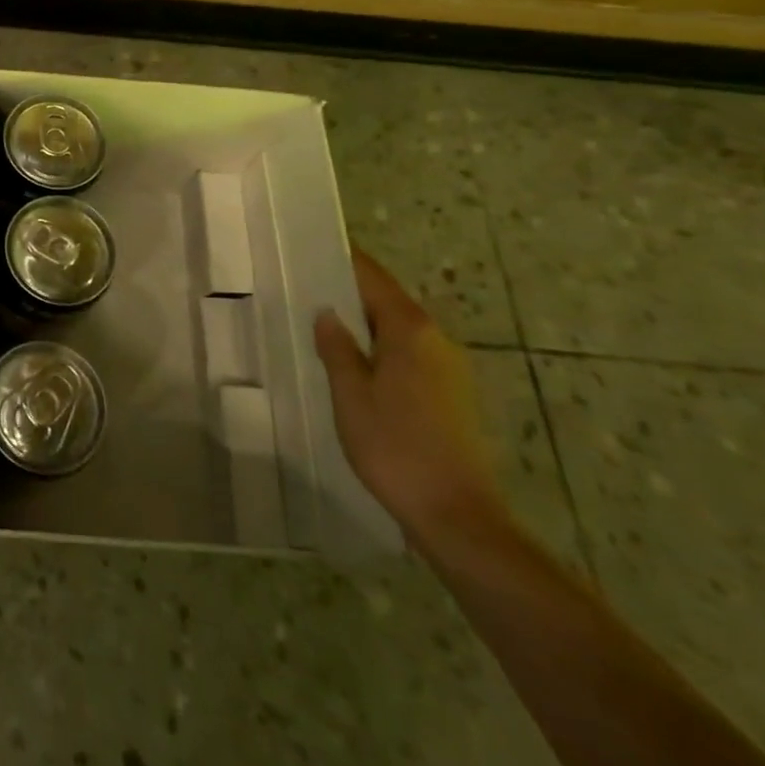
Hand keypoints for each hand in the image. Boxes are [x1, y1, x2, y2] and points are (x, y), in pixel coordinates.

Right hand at [315, 247, 507, 548]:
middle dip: (350, 293)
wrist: (458, 518)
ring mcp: (449, 370)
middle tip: (305, 289)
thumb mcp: (351, 394)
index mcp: (410, 330)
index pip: (372, 277)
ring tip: (322, 327)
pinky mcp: (452, 397)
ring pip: (398, 331)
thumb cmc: (396, 447)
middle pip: (387, 301)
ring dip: (364, 325)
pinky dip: (380, 350)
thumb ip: (337, 348)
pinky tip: (354, 368)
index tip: (311, 247)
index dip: (343, 260)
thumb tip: (328, 313)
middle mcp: (436, 340)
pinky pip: (408, 356)